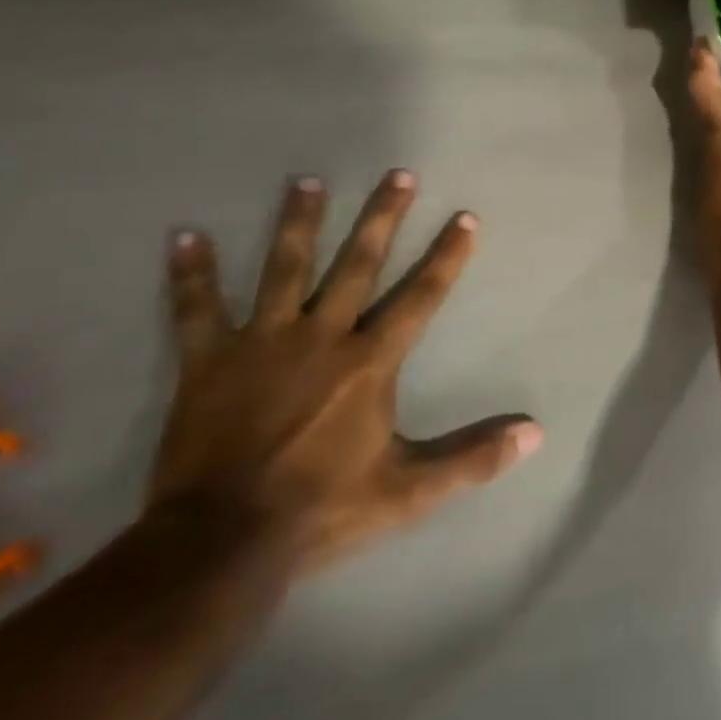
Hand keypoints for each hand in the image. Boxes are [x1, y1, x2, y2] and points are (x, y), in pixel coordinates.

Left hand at [148, 172, 541, 572]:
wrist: (220, 544)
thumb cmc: (322, 511)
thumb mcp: (409, 491)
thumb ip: (473, 458)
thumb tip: (535, 433)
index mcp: (369, 361)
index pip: (420, 296)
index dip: (446, 256)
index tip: (465, 217)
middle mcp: (321, 336)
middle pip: (357, 264)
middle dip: (381, 218)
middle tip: (397, 174)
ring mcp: (261, 343)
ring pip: (283, 269)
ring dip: (297, 224)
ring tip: (306, 182)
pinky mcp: (208, 362)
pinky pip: (196, 310)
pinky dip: (190, 274)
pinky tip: (185, 236)